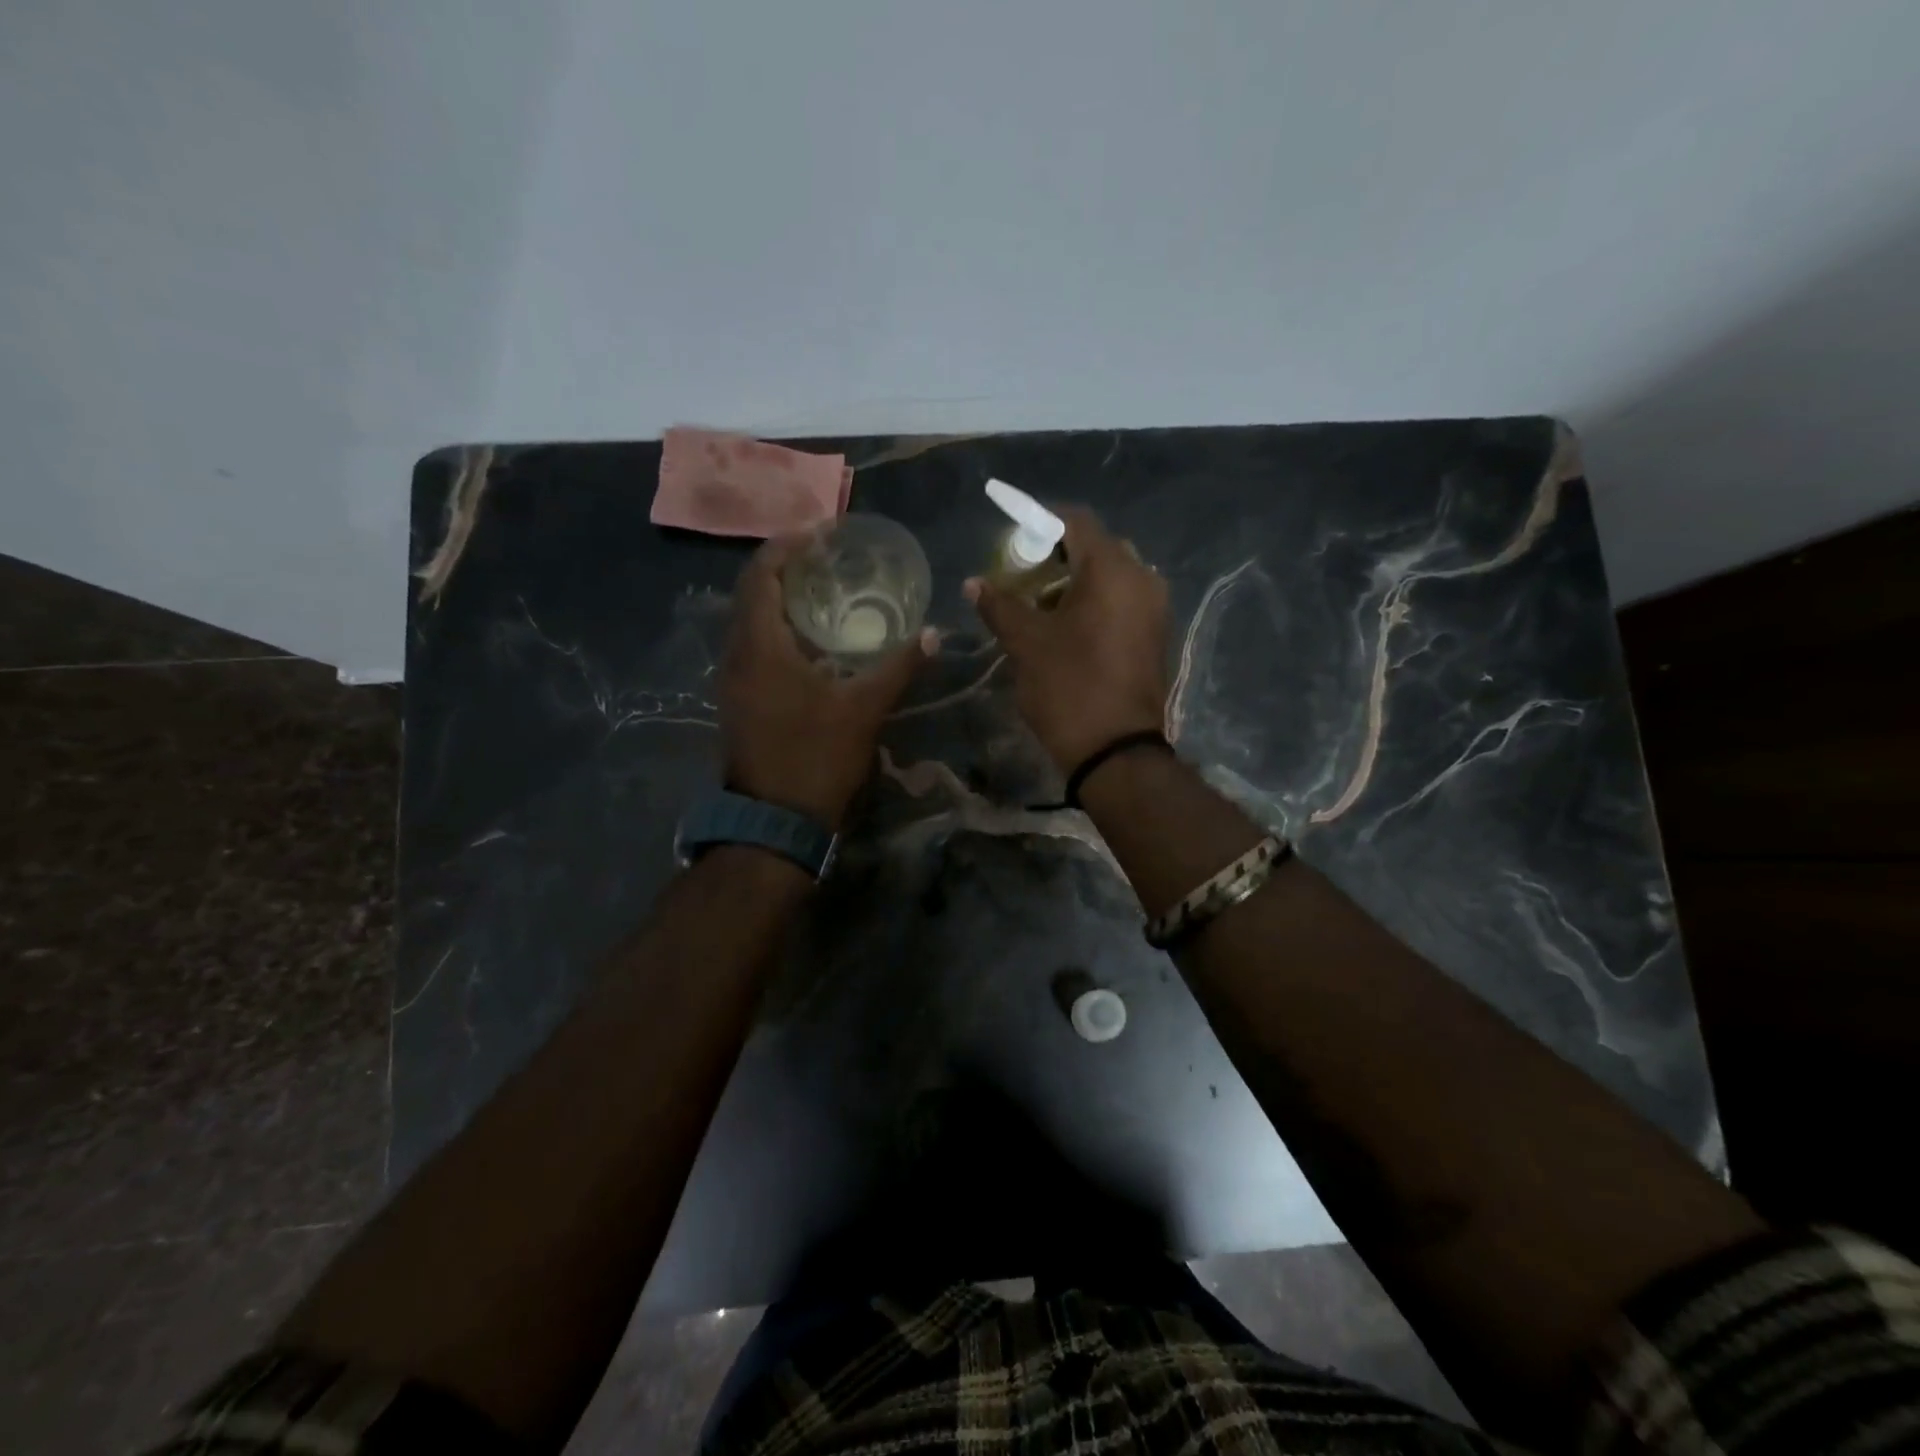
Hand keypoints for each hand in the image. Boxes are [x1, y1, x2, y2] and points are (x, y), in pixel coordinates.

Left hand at [721, 534, 933, 827]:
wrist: (774, 825)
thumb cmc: (816, 759)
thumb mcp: (864, 710)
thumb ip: (898, 667)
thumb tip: (934, 634)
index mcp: (760, 647)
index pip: (761, 575)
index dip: (787, 545)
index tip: (822, 533)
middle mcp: (737, 656)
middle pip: (752, 593)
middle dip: (786, 568)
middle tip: (828, 558)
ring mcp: (733, 681)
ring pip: (751, 622)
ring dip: (781, 600)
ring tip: (824, 591)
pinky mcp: (739, 702)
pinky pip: (753, 647)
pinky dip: (778, 630)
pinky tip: (813, 641)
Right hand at [964, 506, 1169, 773]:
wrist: (1117, 751)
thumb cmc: (1069, 688)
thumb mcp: (1026, 644)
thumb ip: (999, 605)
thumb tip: (974, 583)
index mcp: (1113, 570)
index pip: (1076, 521)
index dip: (1041, 522)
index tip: (1013, 541)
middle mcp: (1143, 578)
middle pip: (1096, 547)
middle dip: (1057, 556)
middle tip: (1023, 577)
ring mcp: (1154, 608)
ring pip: (1112, 576)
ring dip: (1075, 581)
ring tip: (1039, 606)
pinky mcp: (1155, 634)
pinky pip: (1123, 600)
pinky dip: (1095, 602)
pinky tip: (1067, 627)